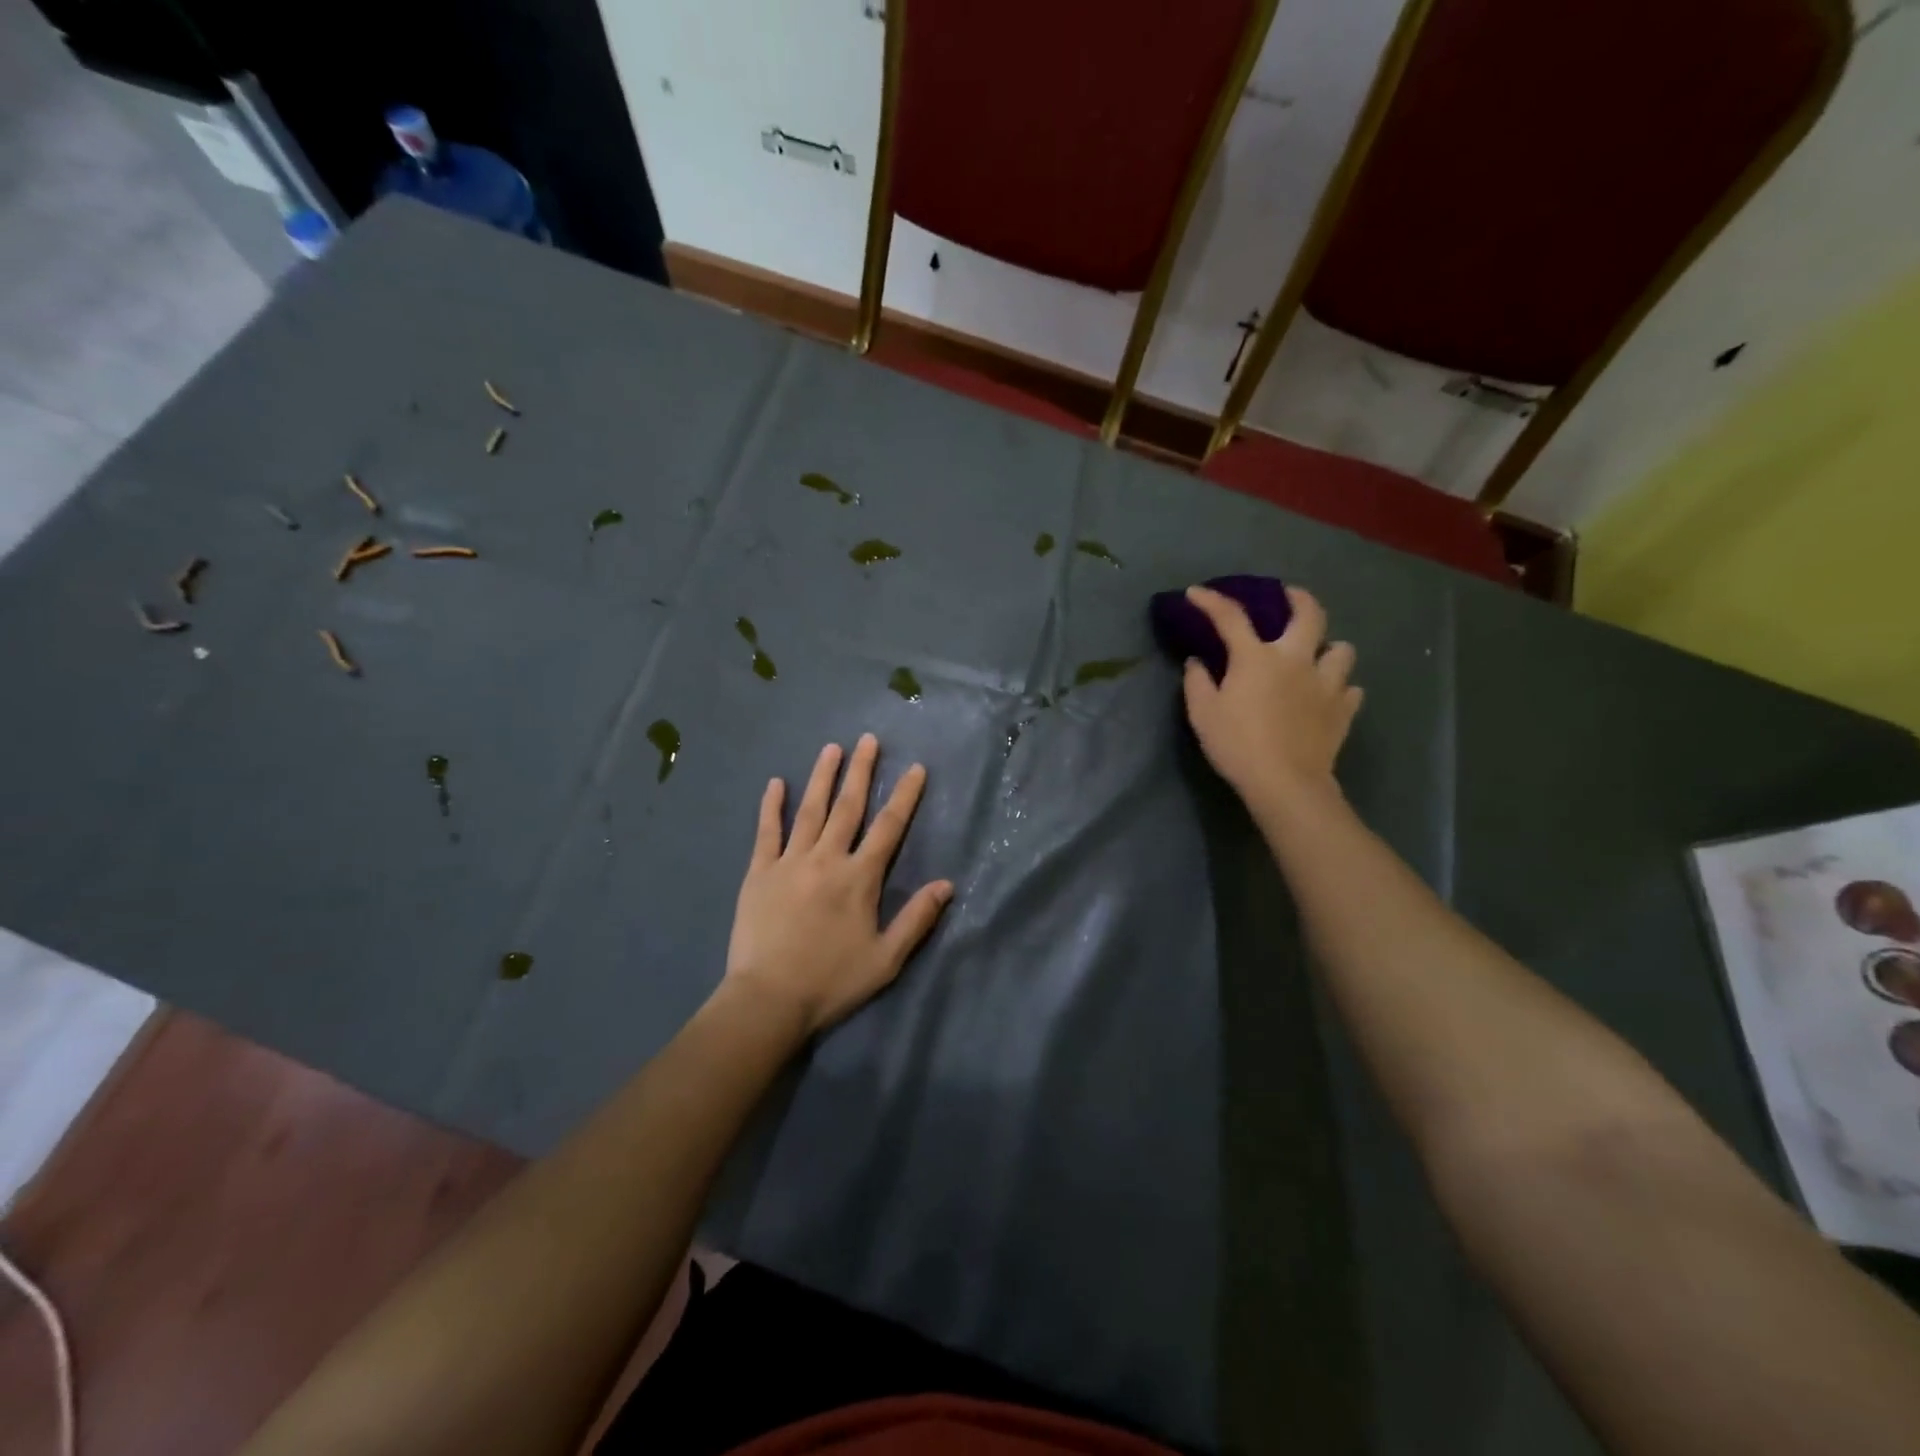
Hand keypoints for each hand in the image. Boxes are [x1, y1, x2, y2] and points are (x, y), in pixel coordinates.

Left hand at [724, 734, 953, 1036]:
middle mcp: (827, 859)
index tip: (915, 768)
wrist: (768, 999)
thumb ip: (917, 919)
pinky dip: (772, 806)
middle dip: (861, 771)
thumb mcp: (886, 959)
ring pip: (810, 810)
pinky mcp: (759, 872)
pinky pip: (767, 832)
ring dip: (822, 777)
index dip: (904, 796)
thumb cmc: (832, 981)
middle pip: (848, 807)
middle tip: (868, 740)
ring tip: (832, 748)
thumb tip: (947, 884)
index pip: (889, 828)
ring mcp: (790, 862)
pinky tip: (776, 783)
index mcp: (860, 879)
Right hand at [1181, 584, 1362, 816]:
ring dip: (1329, 648)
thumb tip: (1196, 662)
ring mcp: (1326, 683)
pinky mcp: (1343, 710)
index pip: (1230, 618)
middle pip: (1309, 613)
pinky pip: (1351, 689)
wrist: (1285, 782)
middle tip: (1289, 596)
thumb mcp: (1202, 714)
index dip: (1211, 601)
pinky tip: (1328, 696)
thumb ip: (1197, 682)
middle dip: (1298, 598)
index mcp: (1256, 658)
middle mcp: (1296, 660)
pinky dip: (1340, 688)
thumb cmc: (1237, 745)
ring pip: (1342, 649)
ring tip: (1317, 656)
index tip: (1196, 593)